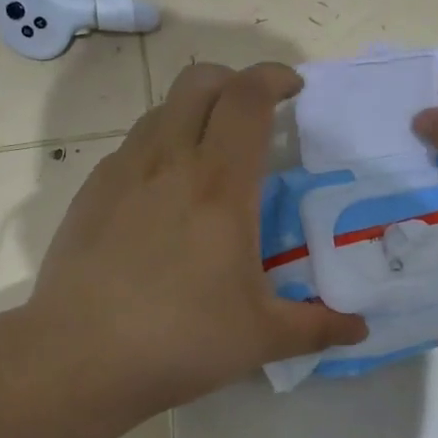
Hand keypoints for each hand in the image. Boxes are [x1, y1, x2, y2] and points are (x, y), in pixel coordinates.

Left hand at [26, 62, 367, 413]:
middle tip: (255, 113)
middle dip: (234, 81)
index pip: (247, 98)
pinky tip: (165, 195)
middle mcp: (170, 161)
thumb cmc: (179, 339)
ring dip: (195, 111)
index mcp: (219, 184)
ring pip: (162, 109)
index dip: (274, 77)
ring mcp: (123, 172)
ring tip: (212, 153)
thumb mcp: (261, 337)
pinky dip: (160, 146)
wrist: (76, 359)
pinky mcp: (91, 192)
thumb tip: (361, 331)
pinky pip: (133, 146)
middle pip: (200, 81)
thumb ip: (318, 326)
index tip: (294, 88)